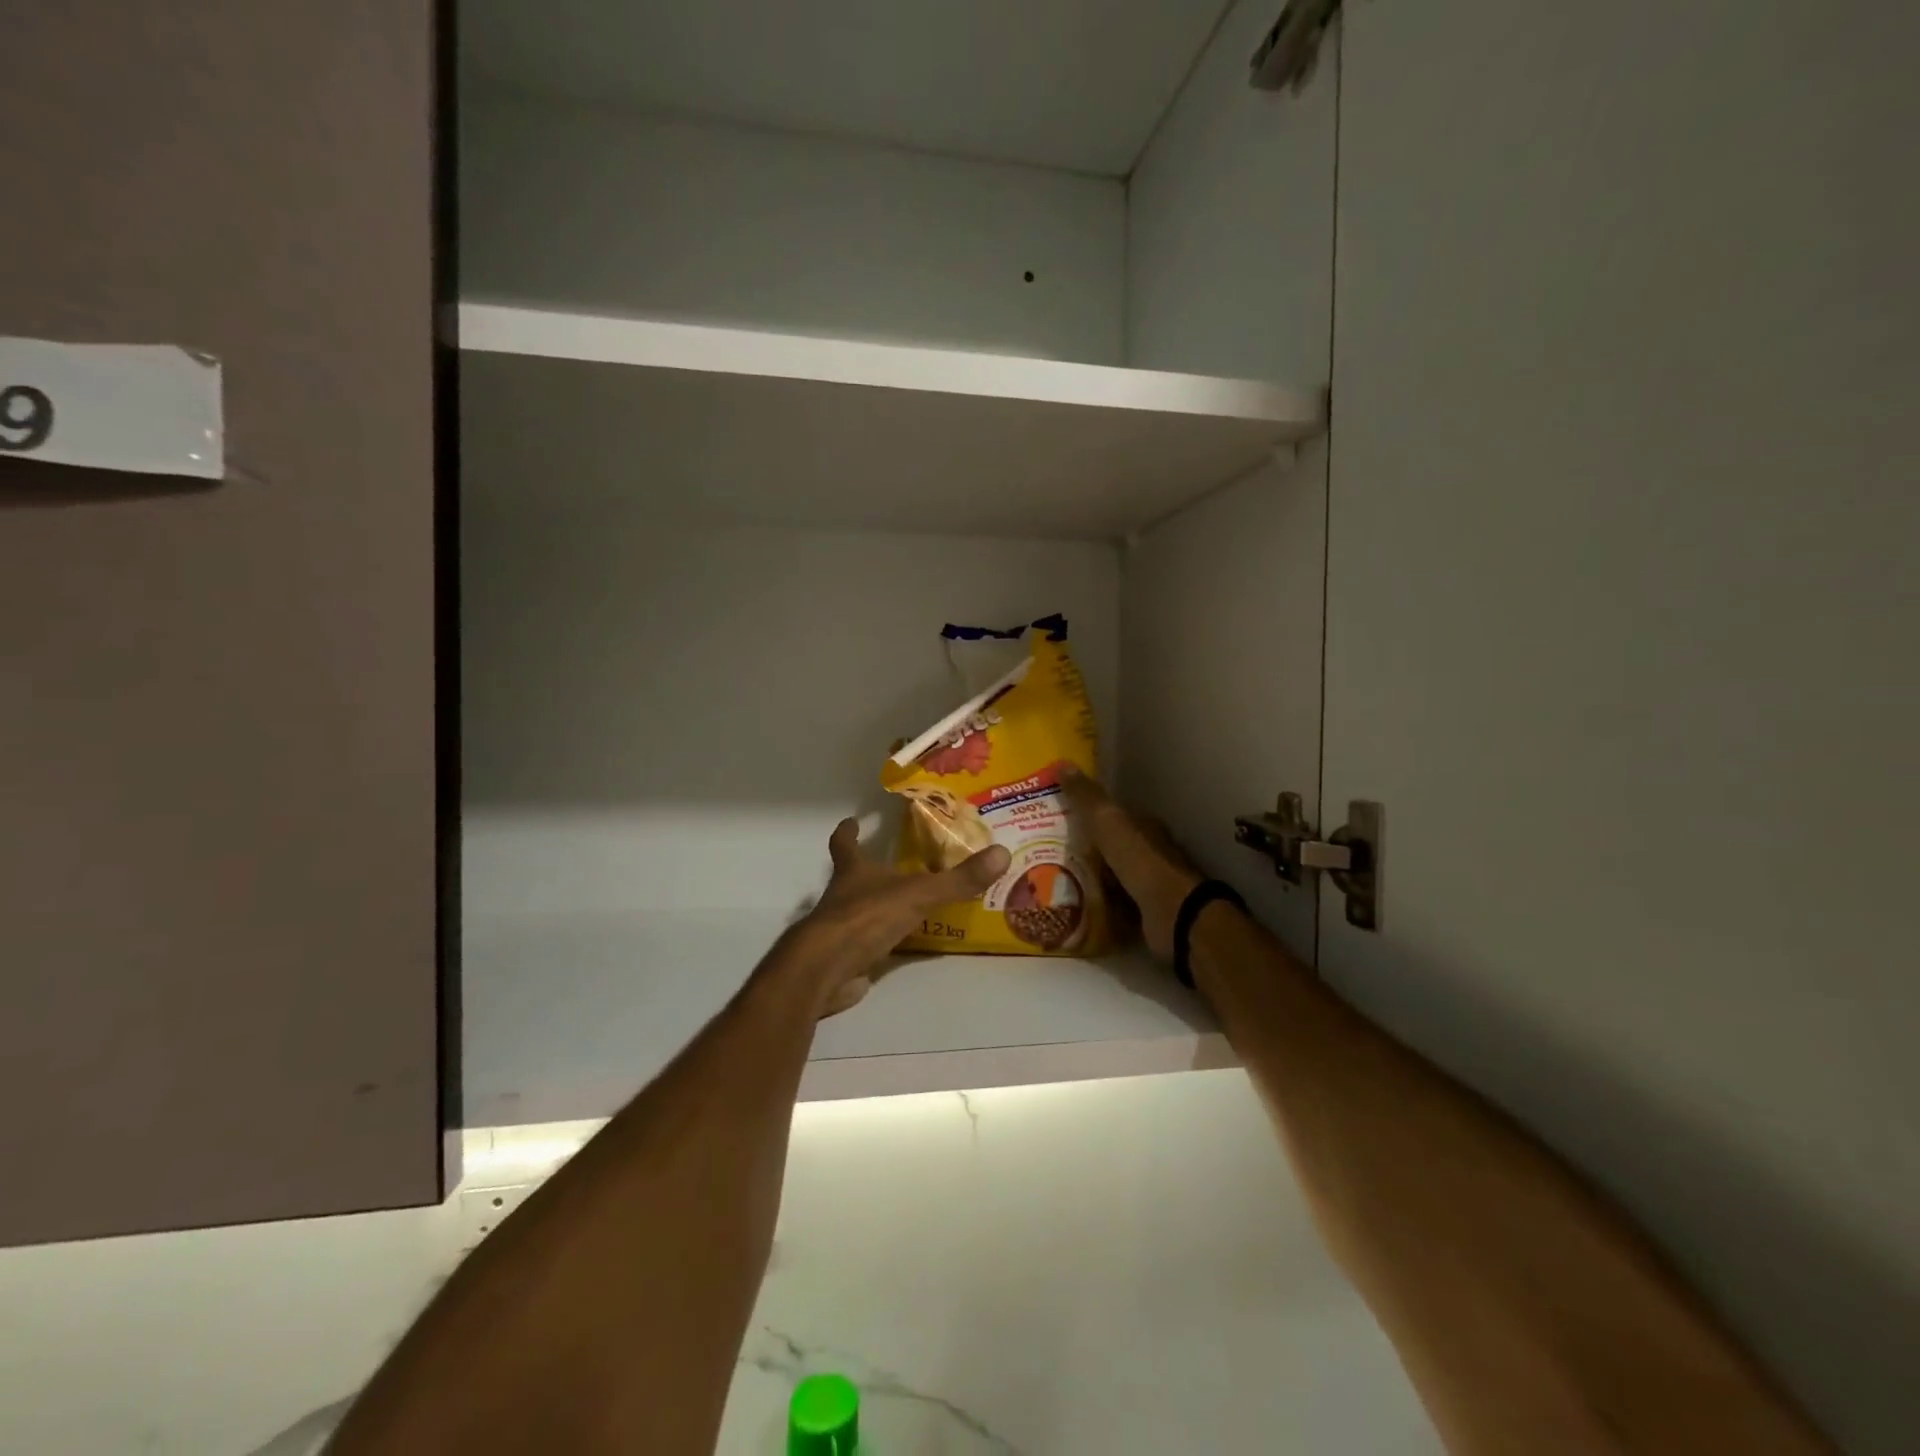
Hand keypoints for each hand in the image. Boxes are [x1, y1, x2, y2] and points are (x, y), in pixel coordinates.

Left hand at [778, 817, 1009, 1017]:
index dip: (847, 832)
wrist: (826, 970)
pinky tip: (904, 947)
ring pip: (859, 912)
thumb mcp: (918, 894)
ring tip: (909, 906)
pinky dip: (882, 944)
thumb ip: (958, 879)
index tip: (851, 821)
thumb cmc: (866, 919)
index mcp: (853, 872)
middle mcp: (842, 896)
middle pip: (851, 877)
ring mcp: (840, 930)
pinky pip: (867, 946)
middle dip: (868, 871)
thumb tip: (1002, 853)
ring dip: (878, 908)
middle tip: (895, 865)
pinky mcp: (844, 959)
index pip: (844, 844)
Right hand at [1059, 768, 1201, 961]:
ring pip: (1111, 877)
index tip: (1058, 818)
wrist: (1175, 915)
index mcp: (1144, 827)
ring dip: (1089, 879)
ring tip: (1052, 882)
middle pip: (1111, 847)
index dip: (1087, 814)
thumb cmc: (1142, 863)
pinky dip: (1097, 906)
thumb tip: (1062, 763)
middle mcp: (1149, 853)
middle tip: (1046, 853)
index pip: (1113, 815)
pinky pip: (1113, 906)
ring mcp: (1148, 886)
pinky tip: (1073, 909)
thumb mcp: (1109, 823)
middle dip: (1085, 849)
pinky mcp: (1144, 915)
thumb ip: (1087, 798)